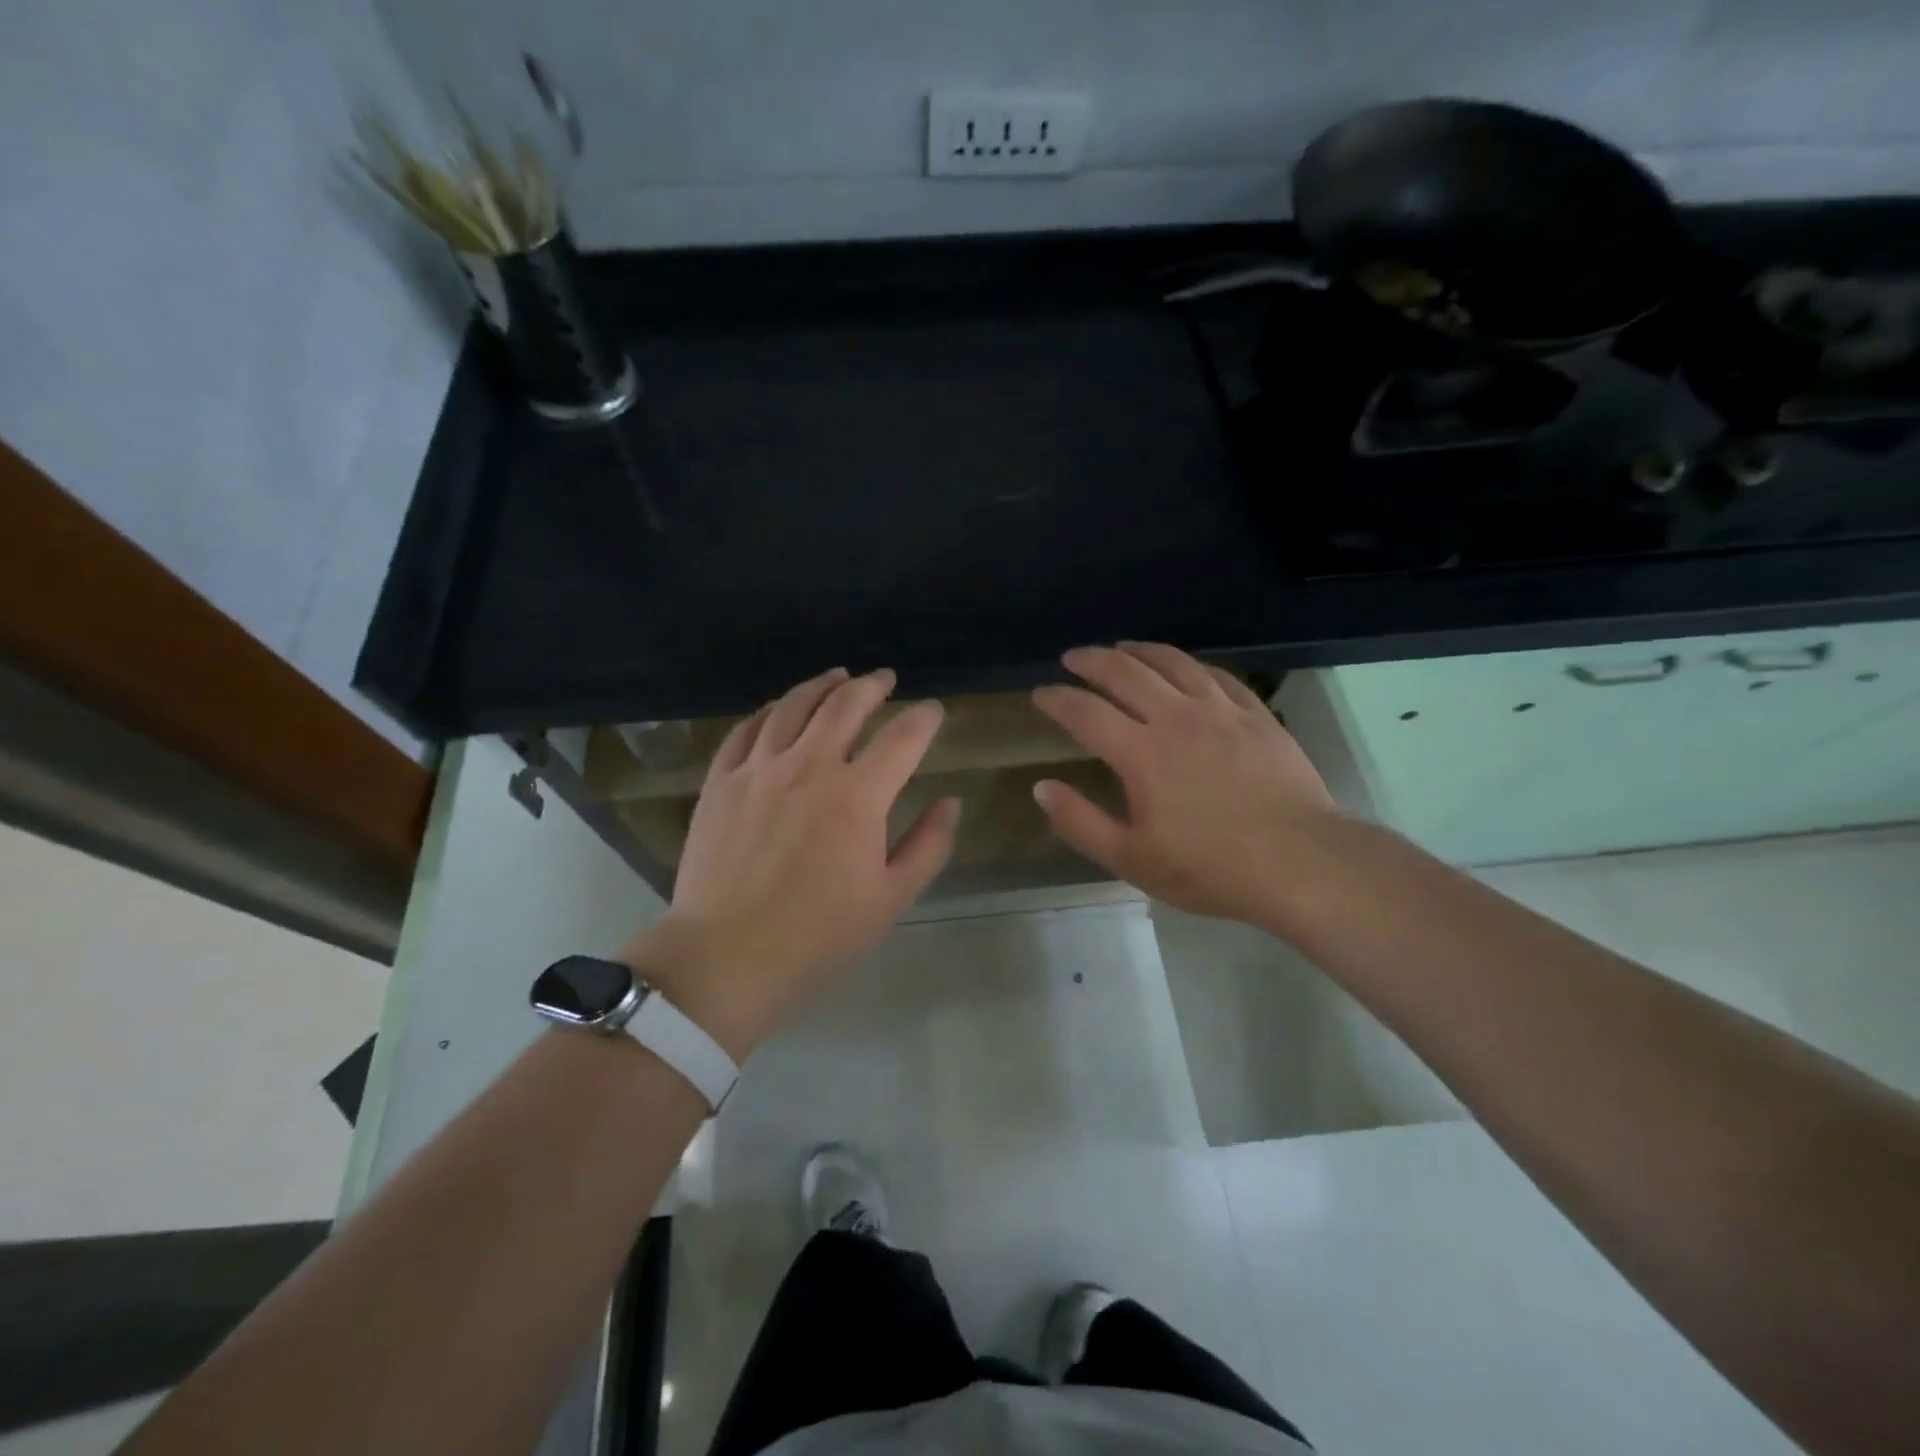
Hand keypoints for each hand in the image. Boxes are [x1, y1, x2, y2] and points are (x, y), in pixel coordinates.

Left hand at [620, 668, 957, 1057]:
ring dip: (821, 685)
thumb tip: (950, 802)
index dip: (924, 718)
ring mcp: (758, 769)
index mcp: (857, 796)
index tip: (933, 710)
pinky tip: (778, 708)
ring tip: (837, 677)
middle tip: (885, 679)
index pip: (902, 737)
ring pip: (793, 706)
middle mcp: (809, 767)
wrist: (727, 956)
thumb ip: (929, 845)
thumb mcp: (891, 898)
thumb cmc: (819, 934)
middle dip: (872, 686)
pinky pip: (746, 730)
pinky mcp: (721, 782)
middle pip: (845, 706)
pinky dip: (769, 711)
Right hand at [1030, 643, 1341, 925]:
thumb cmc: (1210, 867)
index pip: (1085, 712)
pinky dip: (1190, 665)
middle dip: (1091, 661)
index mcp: (1141, 753)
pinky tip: (1185, 667)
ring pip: (1172, 662)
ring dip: (1139, 650)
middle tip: (1072, 658)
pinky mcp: (1256, 715)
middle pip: (1125, 672)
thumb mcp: (1132, 859)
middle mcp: (1176, 718)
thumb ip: (1080, 822)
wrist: (1301, 863)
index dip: (1057, 699)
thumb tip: (1042, 787)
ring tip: (1121, 647)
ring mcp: (1220, 711)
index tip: (1040, 693)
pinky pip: (1217, 675)